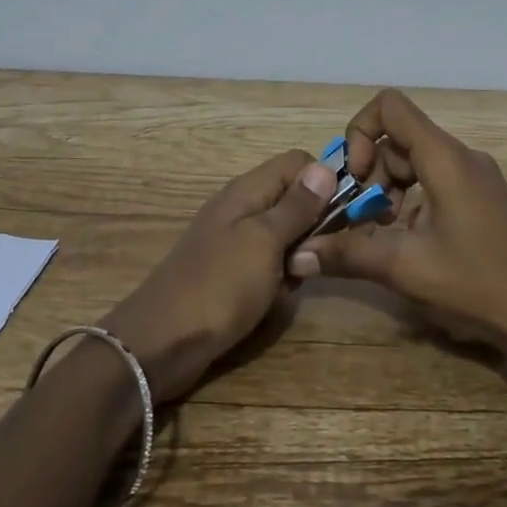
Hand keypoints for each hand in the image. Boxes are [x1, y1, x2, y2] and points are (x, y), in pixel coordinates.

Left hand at [101, 150, 336, 402]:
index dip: (325, 181)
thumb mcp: (264, 241)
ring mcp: (236, 241)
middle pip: (295, 199)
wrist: (161, 343)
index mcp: (248, 190)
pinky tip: (274, 300)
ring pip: (287, 236)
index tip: (345, 212)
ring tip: (291, 282)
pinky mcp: (233, 272)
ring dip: (298, 258)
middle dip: (314, 226)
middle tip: (314, 255)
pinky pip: (270, 264)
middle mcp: (243, 208)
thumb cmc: (218, 285)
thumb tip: (326, 166)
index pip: (298, 163)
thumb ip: (296, 205)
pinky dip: (279, 280)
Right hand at [290, 90, 506, 357]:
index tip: (356, 179)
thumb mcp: (404, 267)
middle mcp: (461, 156)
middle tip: (362, 219)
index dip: (360, 132)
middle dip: (371, 173)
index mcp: (445, 158)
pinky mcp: (481, 197)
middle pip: (399, 138)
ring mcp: (475, 176)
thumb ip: (348, 253)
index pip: (390, 107)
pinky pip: (434, 180)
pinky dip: (410, 200)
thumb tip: (298, 254)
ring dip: (388, 190)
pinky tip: (408, 241)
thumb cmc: (476, 284)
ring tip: (381, 233)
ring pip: (415, 160)